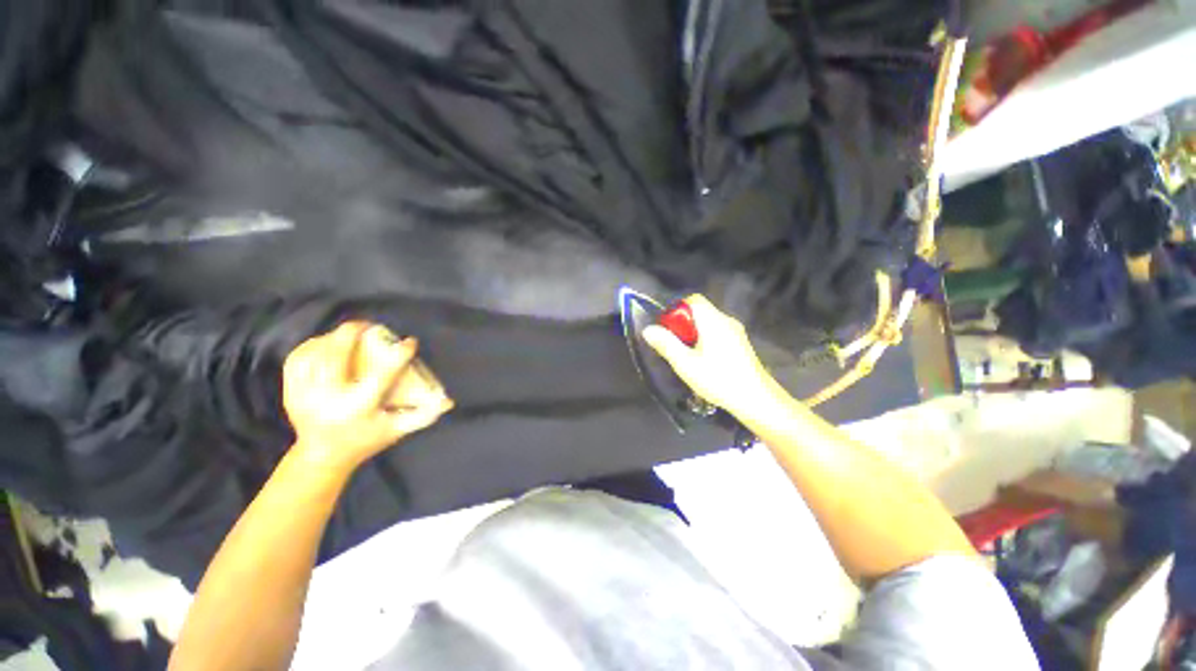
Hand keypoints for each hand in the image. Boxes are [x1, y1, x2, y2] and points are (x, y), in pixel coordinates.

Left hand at [282, 322, 453, 472]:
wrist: (323, 455)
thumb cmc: (367, 439)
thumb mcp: (398, 429)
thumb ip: (424, 415)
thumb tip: (449, 402)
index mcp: (358, 408)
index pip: (380, 377)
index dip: (398, 356)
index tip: (410, 342)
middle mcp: (328, 400)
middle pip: (334, 359)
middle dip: (349, 335)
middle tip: (367, 324)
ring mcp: (304, 395)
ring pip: (313, 355)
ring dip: (332, 338)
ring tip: (349, 333)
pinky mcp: (290, 391)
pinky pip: (296, 359)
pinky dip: (310, 345)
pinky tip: (324, 342)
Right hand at [642, 294, 780, 417]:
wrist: (756, 399)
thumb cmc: (718, 379)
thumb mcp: (685, 364)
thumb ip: (666, 344)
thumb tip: (648, 329)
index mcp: (713, 321)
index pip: (692, 300)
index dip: (676, 310)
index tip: (669, 330)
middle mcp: (726, 320)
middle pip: (699, 311)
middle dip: (683, 325)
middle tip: (676, 346)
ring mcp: (736, 331)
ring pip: (708, 323)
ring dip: (694, 334)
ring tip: (688, 356)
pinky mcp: (741, 343)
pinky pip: (718, 332)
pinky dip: (706, 340)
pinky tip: (705, 361)